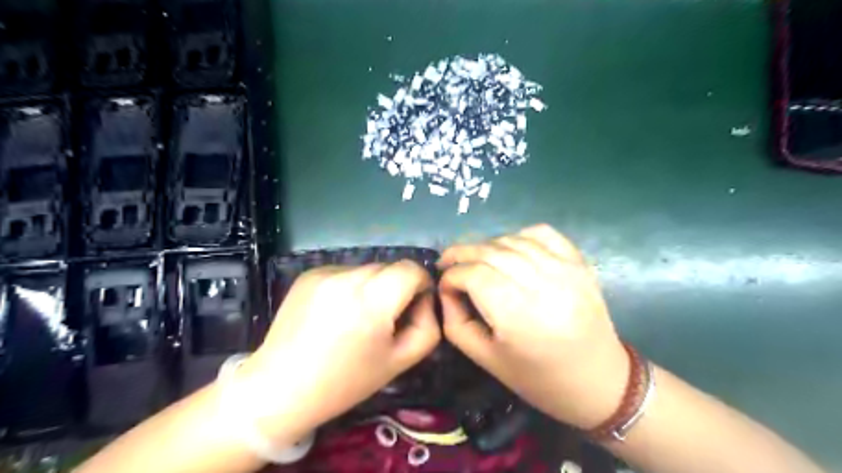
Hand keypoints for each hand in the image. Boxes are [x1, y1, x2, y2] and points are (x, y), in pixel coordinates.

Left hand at [238, 262, 441, 445]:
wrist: (280, 387)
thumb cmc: (344, 382)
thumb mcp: (399, 361)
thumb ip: (427, 327)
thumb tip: (424, 300)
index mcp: (372, 301)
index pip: (411, 269)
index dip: (421, 284)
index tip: (414, 306)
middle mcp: (347, 278)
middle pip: (389, 267)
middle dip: (397, 287)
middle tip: (384, 318)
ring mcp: (324, 273)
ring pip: (367, 269)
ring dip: (373, 286)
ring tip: (356, 316)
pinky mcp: (308, 274)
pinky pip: (344, 272)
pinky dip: (349, 286)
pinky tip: (335, 312)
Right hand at [437, 224, 627, 428]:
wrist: (598, 381)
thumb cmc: (538, 378)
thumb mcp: (486, 359)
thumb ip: (456, 322)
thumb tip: (447, 289)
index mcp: (519, 316)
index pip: (473, 275)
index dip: (451, 275)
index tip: (444, 284)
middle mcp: (543, 285)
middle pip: (490, 252)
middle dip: (461, 253)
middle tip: (447, 261)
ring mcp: (565, 269)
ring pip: (512, 240)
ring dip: (486, 245)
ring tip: (475, 259)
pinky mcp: (579, 263)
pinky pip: (542, 233)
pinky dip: (519, 235)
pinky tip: (510, 250)